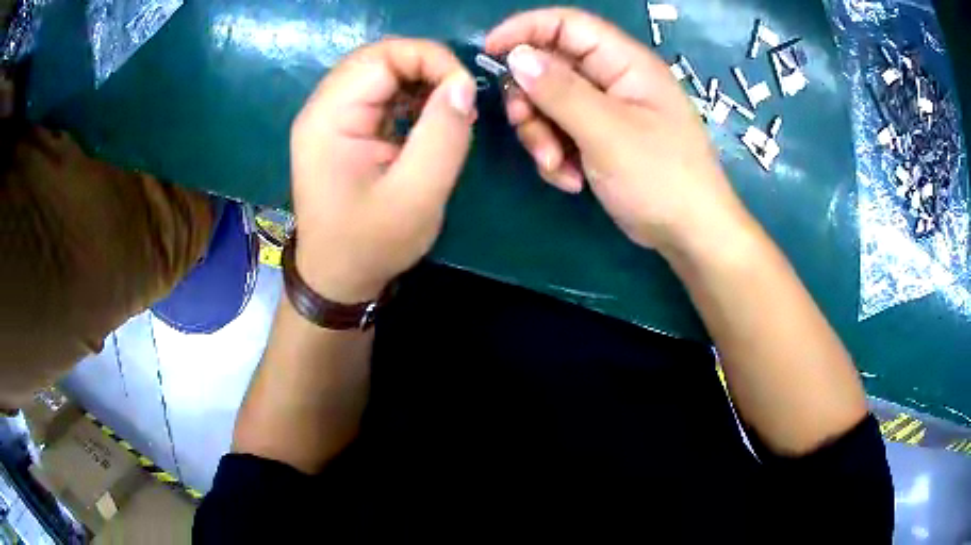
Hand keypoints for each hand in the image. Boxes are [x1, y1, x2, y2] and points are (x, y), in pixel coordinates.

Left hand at [290, 39, 476, 302]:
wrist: (337, 277)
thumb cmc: (372, 243)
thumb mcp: (417, 196)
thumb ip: (443, 136)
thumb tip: (463, 84)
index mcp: (329, 119)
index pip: (381, 56)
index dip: (430, 59)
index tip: (465, 89)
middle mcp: (322, 108)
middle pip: (378, 57)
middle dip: (427, 66)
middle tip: (460, 97)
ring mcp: (328, 116)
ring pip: (379, 70)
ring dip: (420, 79)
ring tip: (448, 109)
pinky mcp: (340, 127)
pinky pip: (377, 91)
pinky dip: (409, 94)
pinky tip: (427, 117)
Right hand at [486, 8, 747, 252]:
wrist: (689, 234)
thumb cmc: (661, 178)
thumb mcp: (607, 132)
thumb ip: (560, 91)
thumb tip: (517, 56)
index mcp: (624, 63)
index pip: (567, 25)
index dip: (525, 29)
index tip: (489, 52)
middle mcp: (613, 79)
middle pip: (550, 67)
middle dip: (531, 99)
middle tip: (526, 126)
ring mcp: (606, 111)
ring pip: (549, 104)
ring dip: (542, 135)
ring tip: (558, 166)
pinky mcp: (599, 139)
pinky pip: (561, 133)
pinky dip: (557, 156)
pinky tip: (572, 180)